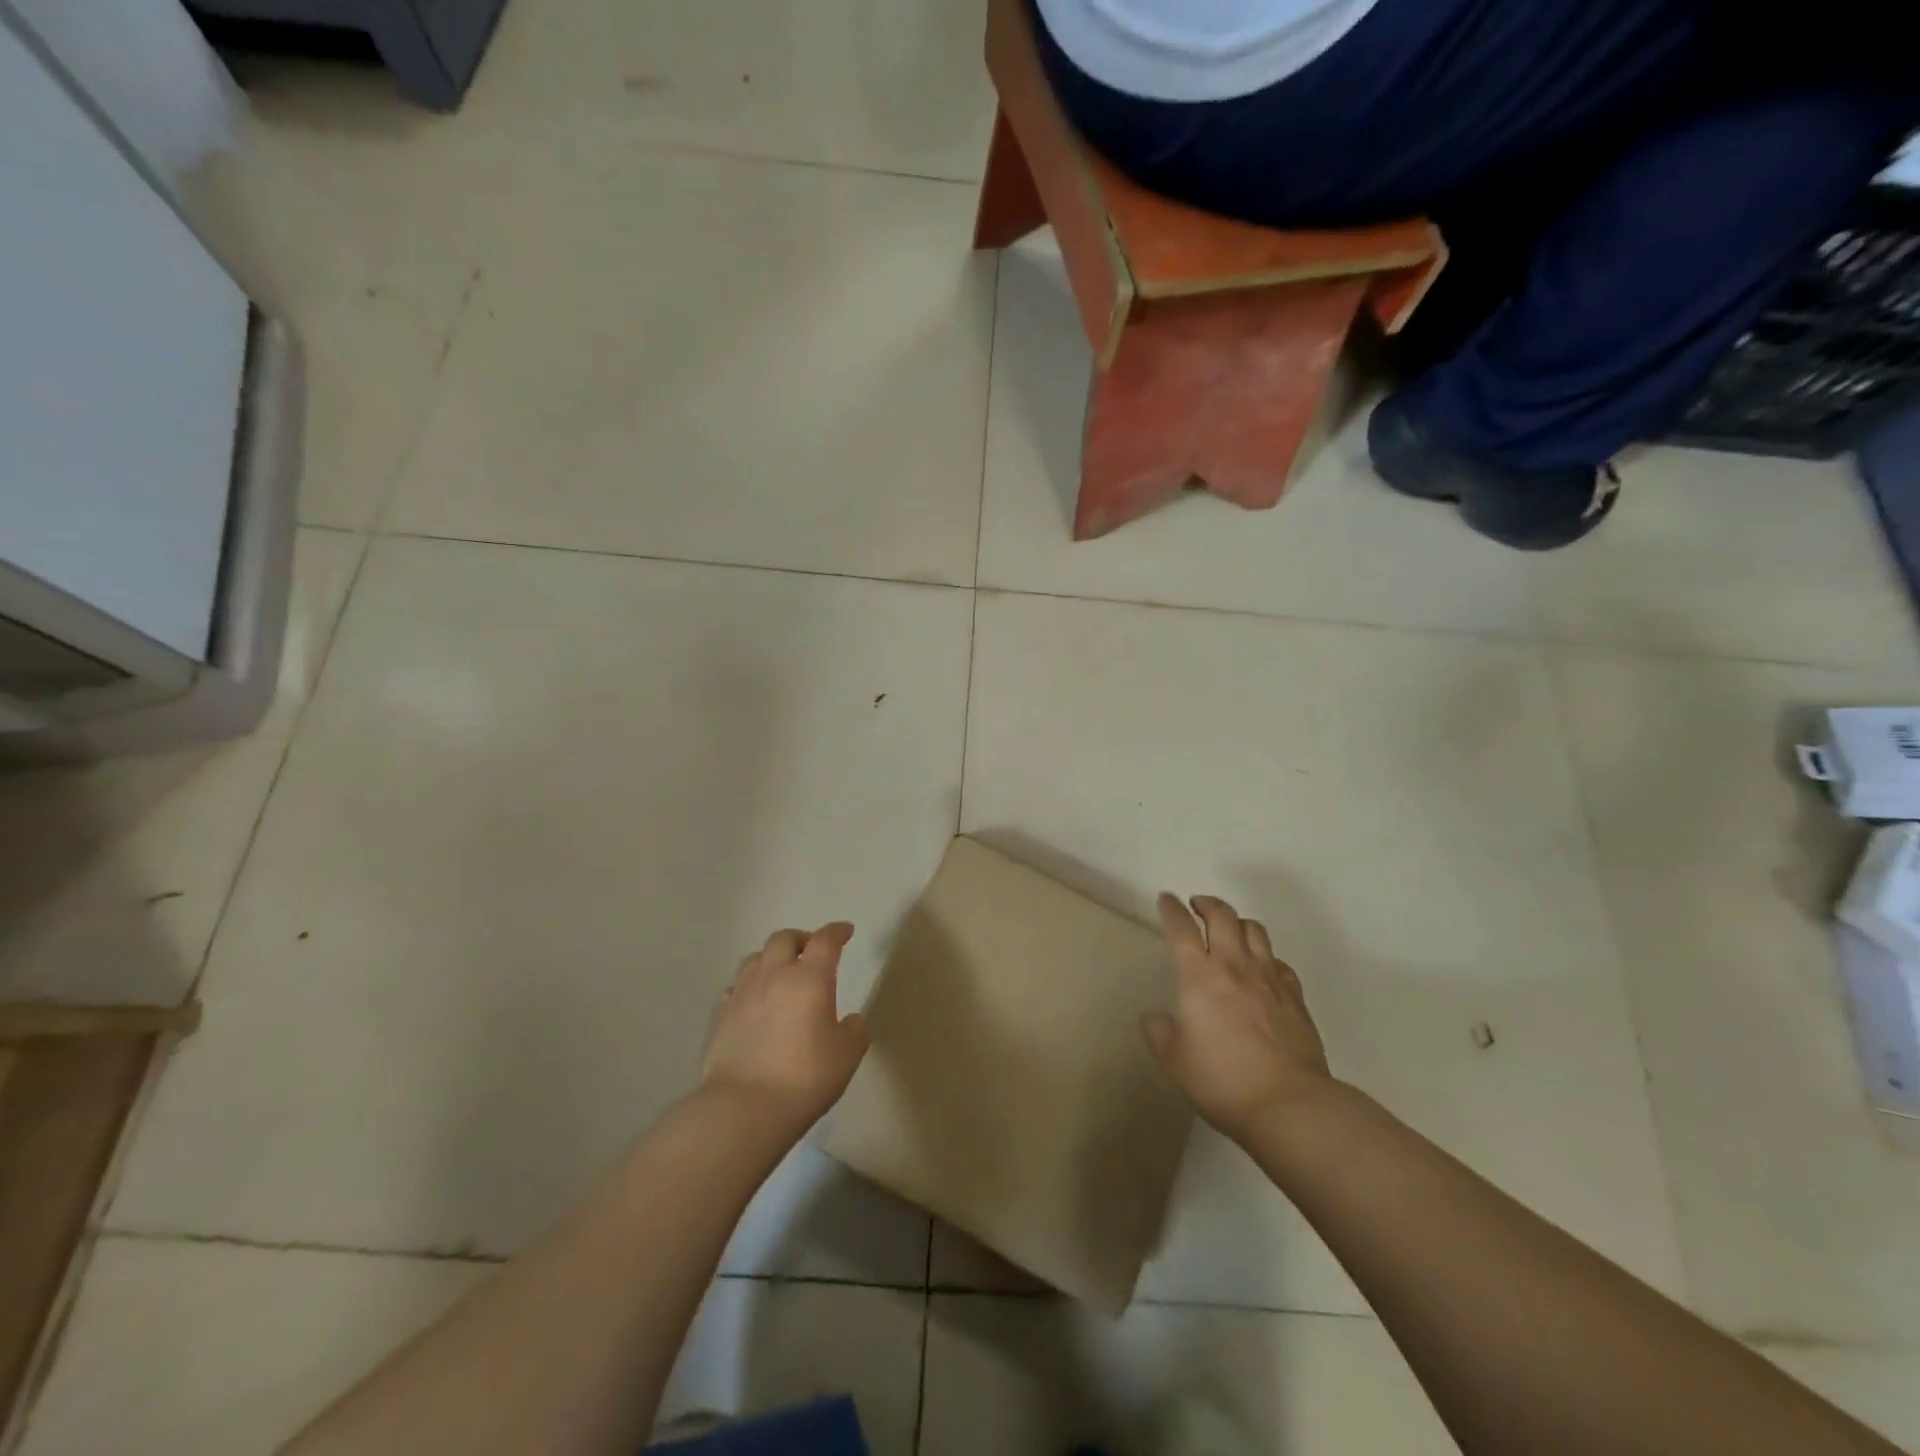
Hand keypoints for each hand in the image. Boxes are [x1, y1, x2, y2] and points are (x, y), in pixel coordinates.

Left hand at [701, 922, 869, 1133]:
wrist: (744, 1107)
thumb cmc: (805, 1077)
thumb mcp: (847, 1055)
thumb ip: (855, 1030)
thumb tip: (851, 1020)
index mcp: (810, 977)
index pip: (825, 940)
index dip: (837, 931)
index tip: (845, 931)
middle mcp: (774, 975)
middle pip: (784, 939)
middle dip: (801, 939)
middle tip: (811, 951)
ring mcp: (742, 993)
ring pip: (755, 958)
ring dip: (772, 959)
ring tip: (780, 974)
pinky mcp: (720, 1016)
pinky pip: (735, 987)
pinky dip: (748, 987)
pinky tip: (753, 1002)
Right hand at [1142, 893, 1332, 1142]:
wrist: (1289, 1104)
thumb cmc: (1222, 1080)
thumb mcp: (1174, 1061)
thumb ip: (1159, 1033)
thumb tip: (1153, 1017)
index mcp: (1199, 975)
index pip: (1181, 929)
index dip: (1171, 909)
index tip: (1166, 899)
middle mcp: (1235, 966)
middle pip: (1223, 916)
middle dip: (1208, 904)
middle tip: (1198, 905)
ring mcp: (1270, 980)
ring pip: (1255, 931)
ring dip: (1238, 922)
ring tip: (1230, 929)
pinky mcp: (1296, 998)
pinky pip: (1280, 962)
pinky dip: (1267, 955)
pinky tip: (1263, 967)